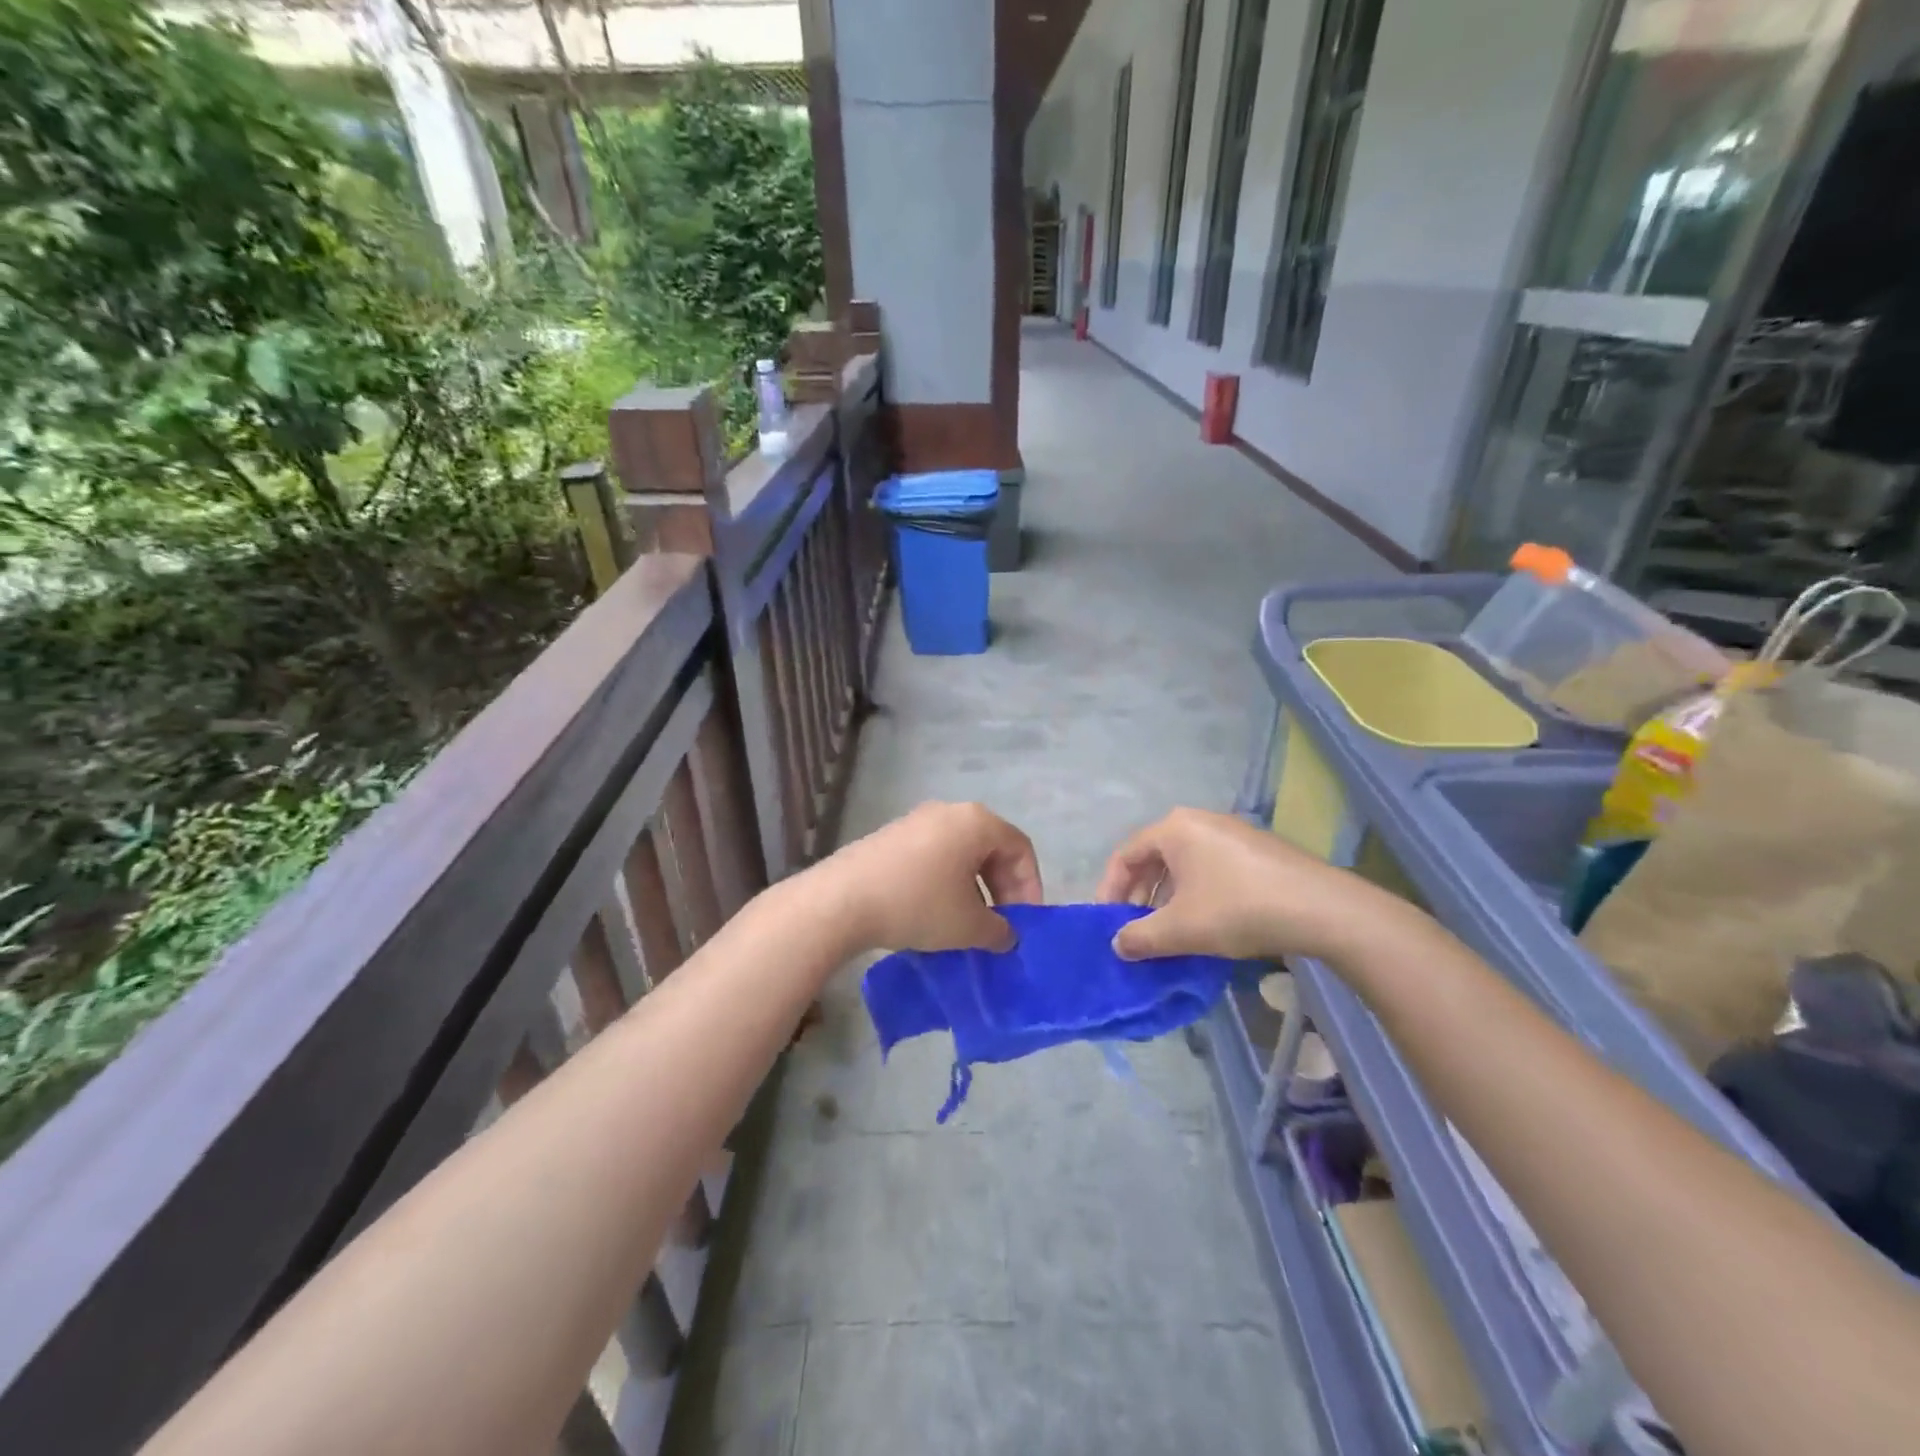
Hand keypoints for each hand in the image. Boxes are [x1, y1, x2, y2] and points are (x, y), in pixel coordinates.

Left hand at [810, 801, 1042, 953]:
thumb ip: (998, 931)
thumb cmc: (918, 904)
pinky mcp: (892, 837)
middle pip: (991, 848)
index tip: (1024, 923)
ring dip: (974, 888)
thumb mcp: (968, 926)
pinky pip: (934, 856)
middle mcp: (949, 812)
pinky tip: (935, 914)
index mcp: (976, 822)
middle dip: (1002, 889)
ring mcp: (917, 821)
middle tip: (1000, 926)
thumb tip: (1006, 935)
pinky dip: (946, 882)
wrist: (842, 900)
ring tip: (969, 925)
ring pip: (961, 853)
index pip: (1020, 849)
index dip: (1030, 887)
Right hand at [1095, 808, 1389, 962]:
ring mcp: (1232, 832)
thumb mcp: (1181, 929)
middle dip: (1139, 895)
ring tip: (1167, 930)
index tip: (1107, 923)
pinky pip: (1210, 866)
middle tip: (1135, 928)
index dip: (1110, 890)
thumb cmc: (1238, 909)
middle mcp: (1199, 821)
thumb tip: (1118, 944)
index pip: (1125, 855)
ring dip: (1167, 896)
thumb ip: (1140, 937)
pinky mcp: (1256, 849)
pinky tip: (1205, 921)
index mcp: (1174, 828)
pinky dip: (1196, 891)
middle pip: (1153, 857)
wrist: (1321, 908)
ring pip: (1183, 863)